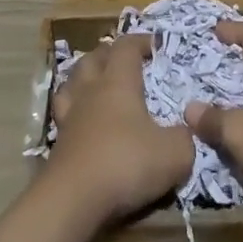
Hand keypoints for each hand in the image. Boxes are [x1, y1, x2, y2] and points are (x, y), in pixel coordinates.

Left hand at [48, 34, 194, 220]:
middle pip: (94, 58)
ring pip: (72, 81)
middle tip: (126, 61)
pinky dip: (74, 107)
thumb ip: (184, 137)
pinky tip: (83, 118)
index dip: (141, 41)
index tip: (156, 46)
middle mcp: (90, 90)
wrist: (73, 199)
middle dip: (110, 54)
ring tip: (98, 82)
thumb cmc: (126, 163)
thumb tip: (183, 132)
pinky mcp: (58, 141)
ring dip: (85, 76)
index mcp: (118, 82)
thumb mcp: (175, 153)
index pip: (126, 46)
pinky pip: (64, 112)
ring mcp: (70, 115)